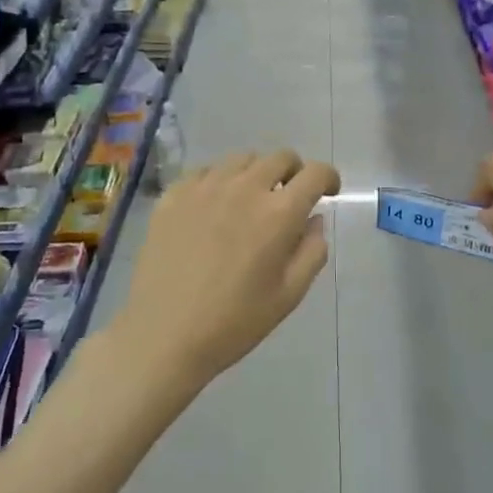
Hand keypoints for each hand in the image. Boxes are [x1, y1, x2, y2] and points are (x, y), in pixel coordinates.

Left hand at [110, 150, 339, 388]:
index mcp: (279, 213)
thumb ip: (312, 251)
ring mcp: (205, 187)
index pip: (315, 173)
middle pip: (280, 157)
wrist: (163, 335)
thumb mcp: (289, 295)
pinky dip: (220, 181)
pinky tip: (214, 206)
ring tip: (250, 200)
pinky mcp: (173, 195)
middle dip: (294, 172)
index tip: (328, 192)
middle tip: (290, 197)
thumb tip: (314, 220)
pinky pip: (205, 171)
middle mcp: (245, 188)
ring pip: (242, 159)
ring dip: (257, 173)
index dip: (329, 178)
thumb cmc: (234, 321)